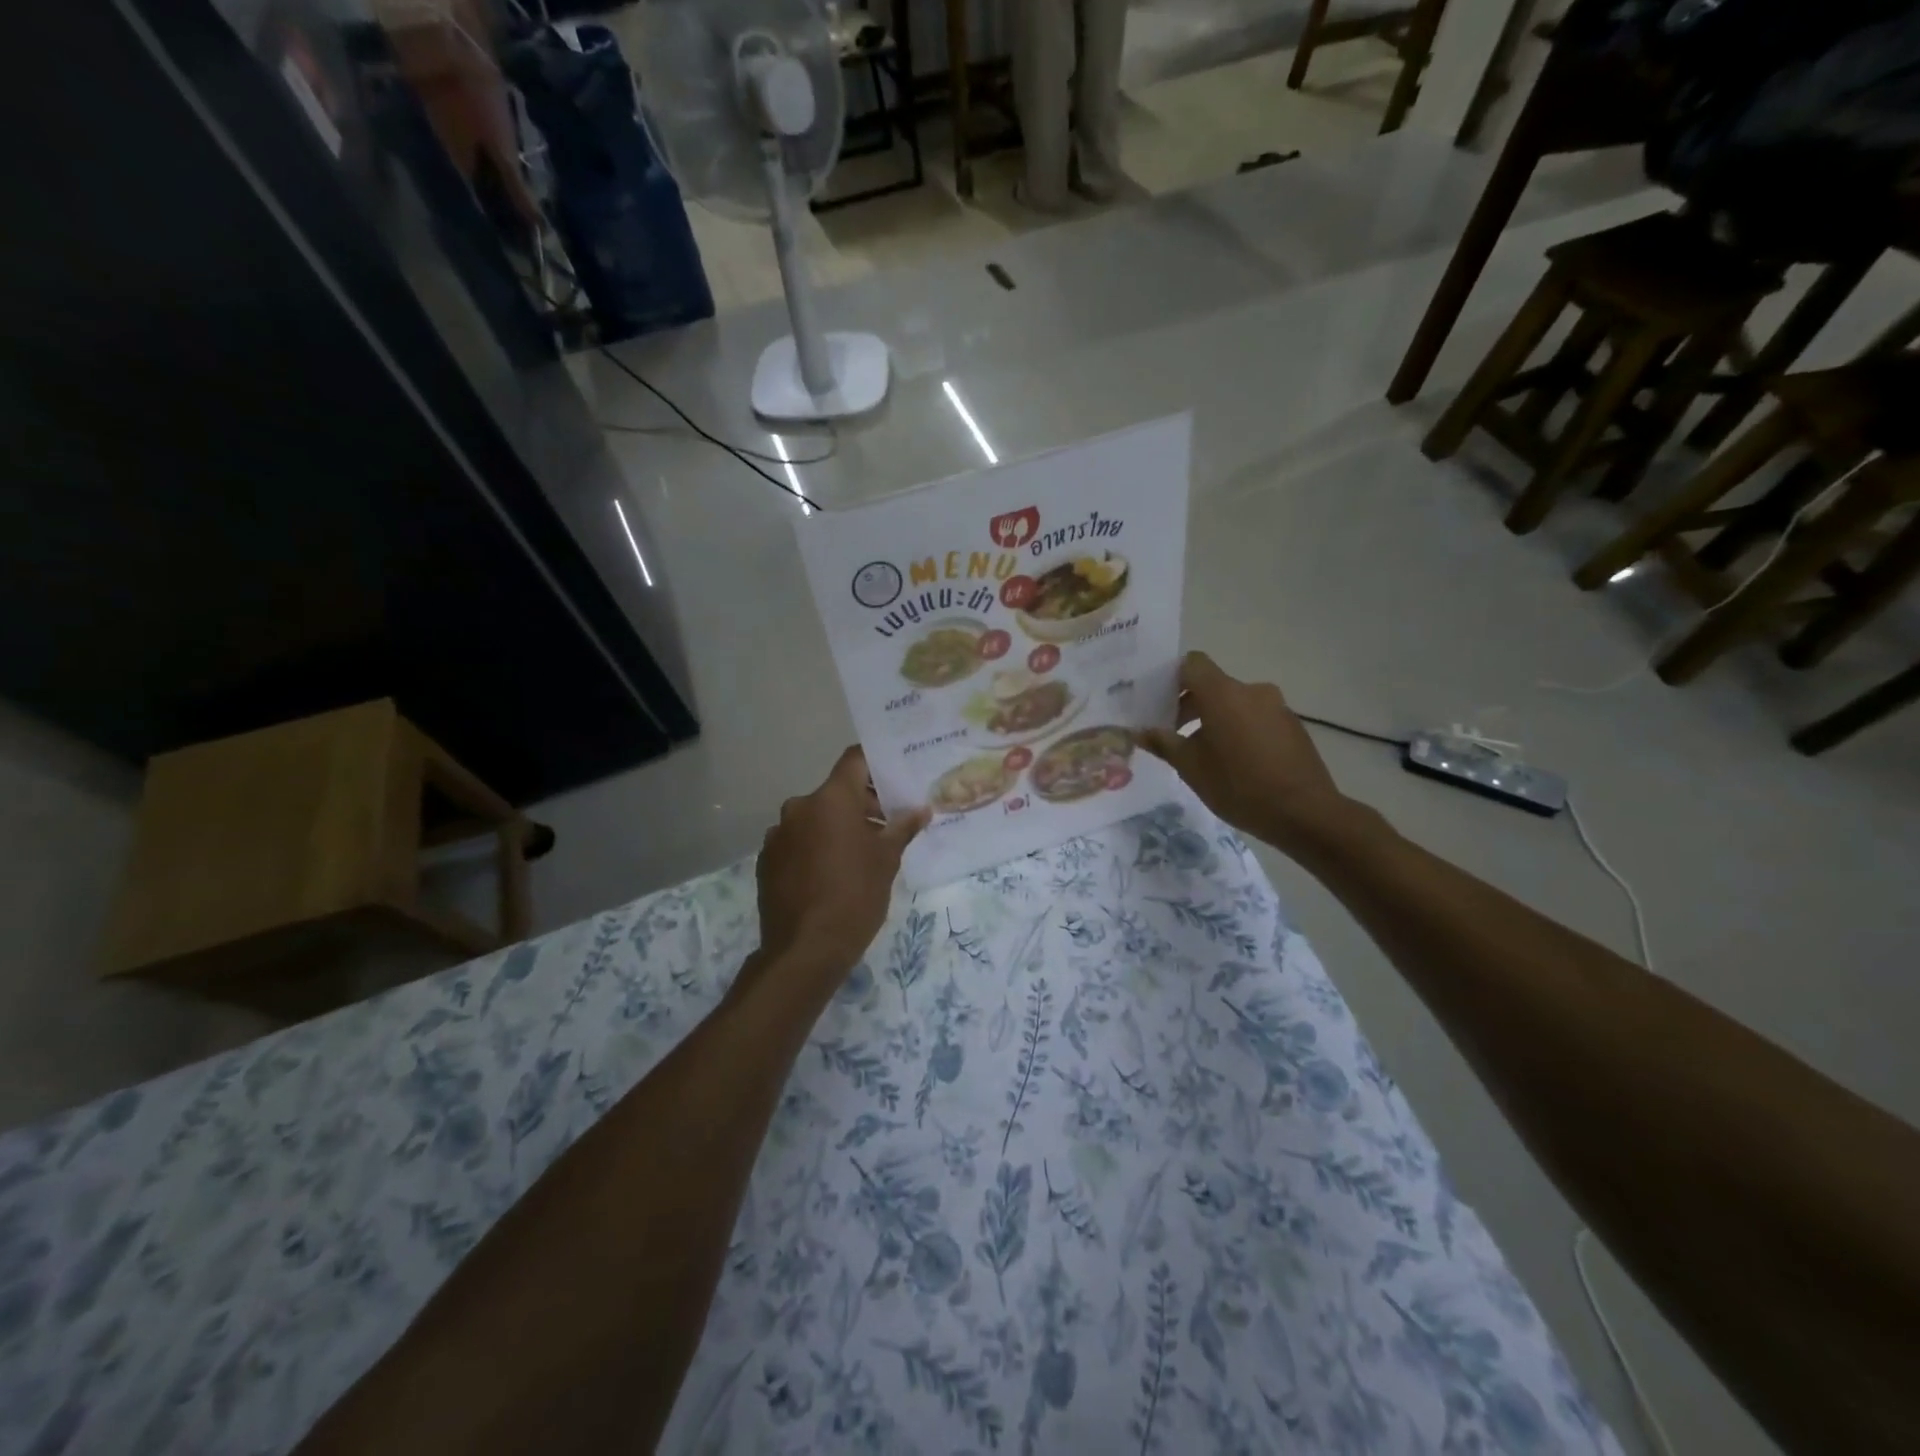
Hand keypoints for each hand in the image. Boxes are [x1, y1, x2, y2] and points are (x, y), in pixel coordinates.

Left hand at [754, 747, 928, 982]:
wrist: (805, 950)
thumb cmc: (855, 896)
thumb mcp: (887, 860)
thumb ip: (902, 828)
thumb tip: (921, 810)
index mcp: (831, 799)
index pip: (854, 760)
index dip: (875, 764)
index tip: (893, 777)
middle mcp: (799, 807)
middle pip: (835, 792)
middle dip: (861, 804)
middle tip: (886, 825)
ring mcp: (778, 834)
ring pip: (815, 818)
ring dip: (836, 827)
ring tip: (859, 855)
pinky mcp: (766, 860)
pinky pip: (797, 842)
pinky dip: (814, 848)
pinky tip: (829, 874)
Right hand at [1137, 651, 1356, 852]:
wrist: (1304, 813)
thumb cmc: (1238, 786)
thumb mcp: (1191, 767)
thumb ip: (1163, 743)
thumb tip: (1139, 731)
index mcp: (1223, 694)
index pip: (1192, 663)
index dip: (1172, 677)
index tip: (1157, 702)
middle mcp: (1252, 691)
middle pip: (1213, 685)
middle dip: (1189, 705)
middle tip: (1172, 734)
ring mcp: (1277, 707)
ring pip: (1235, 703)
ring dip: (1215, 719)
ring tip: (1203, 753)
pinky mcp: (1292, 726)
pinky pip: (1256, 718)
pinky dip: (1239, 730)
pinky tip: (1235, 763)